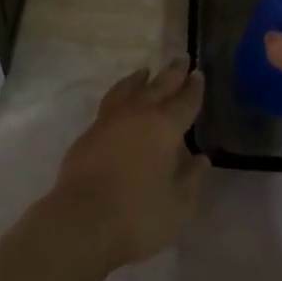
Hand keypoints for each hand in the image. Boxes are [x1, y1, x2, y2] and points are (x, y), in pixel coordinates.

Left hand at [49, 59, 209, 269]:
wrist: (82, 222)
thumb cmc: (138, 214)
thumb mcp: (179, 204)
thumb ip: (191, 179)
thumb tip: (199, 158)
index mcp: (165, 127)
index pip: (184, 101)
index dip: (193, 88)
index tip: (198, 74)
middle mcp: (137, 115)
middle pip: (158, 86)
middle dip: (172, 73)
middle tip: (180, 58)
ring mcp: (108, 122)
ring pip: (127, 89)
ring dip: (139, 79)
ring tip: (144, 72)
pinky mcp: (88, 135)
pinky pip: (109, 105)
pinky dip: (120, 97)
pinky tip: (120, 106)